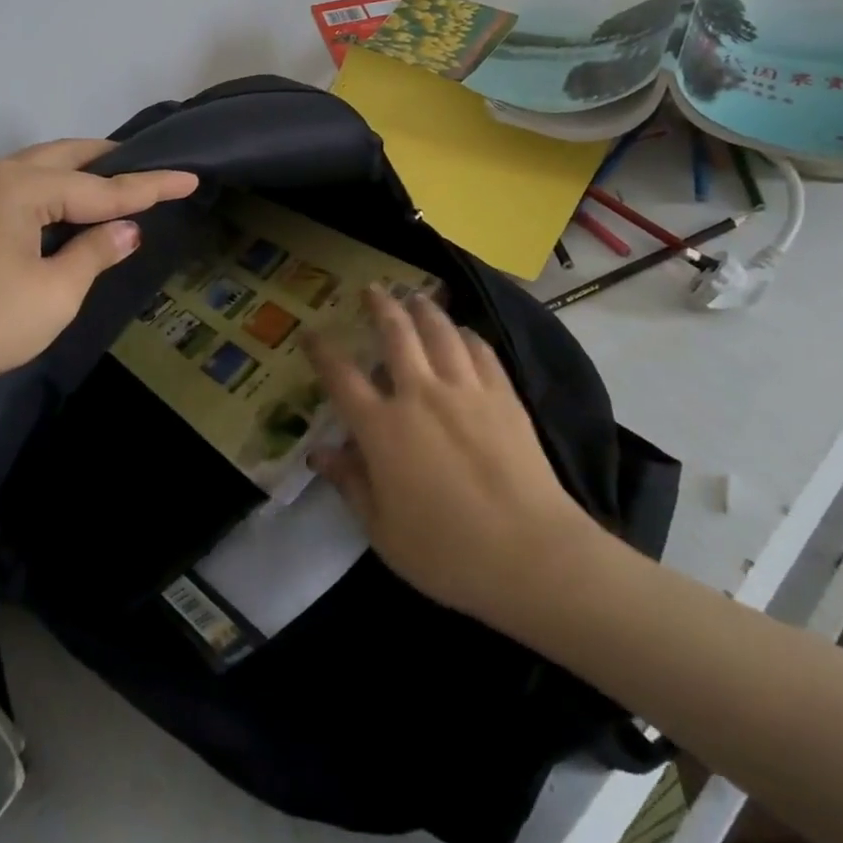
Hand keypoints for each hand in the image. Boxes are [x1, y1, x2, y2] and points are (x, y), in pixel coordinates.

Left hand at [0, 139, 196, 412]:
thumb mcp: (56, 293)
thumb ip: (95, 252)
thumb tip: (128, 230)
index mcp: (18, 188)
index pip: (100, 187)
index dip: (149, 186)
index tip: (190, 177)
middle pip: (64, 157)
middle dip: (110, 162)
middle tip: (150, 168)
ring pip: (37, 167)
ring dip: (78, 172)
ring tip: (115, 182)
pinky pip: (16, 185)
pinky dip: (50, 188)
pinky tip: (67, 206)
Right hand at [303, 286, 607, 637]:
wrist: (532, 555)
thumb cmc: (447, 552)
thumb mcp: (382, 530)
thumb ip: (350, 484)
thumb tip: (318, 452)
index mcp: (382, 428)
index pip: (342, 377)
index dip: (322, 351)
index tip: (310, 332)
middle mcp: (420, 395)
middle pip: (395, 334)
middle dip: (379, 306)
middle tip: (371, 288)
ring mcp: (465, 390)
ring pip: (440, 332)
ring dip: (424, 309)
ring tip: (415, 295)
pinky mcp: (504, 396)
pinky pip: (481, 351)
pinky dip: (467, 335)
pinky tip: (463, 331)